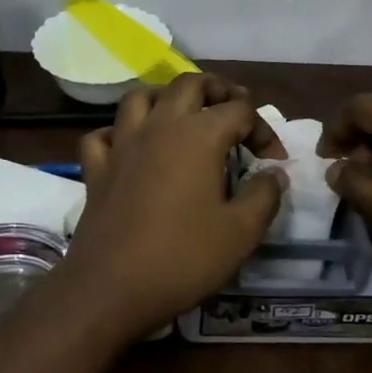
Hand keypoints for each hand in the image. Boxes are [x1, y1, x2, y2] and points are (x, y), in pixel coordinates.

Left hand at [60, 74, 287, 342]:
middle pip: (189, 84)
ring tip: (184, 116)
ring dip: (166, 98)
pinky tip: (132, 148)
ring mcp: (122, 144)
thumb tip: (274, 173)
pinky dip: (120, 132)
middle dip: (218, 90)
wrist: (111, 288)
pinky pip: (104, 135)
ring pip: (141, 97)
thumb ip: (264, 195)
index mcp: (199, 135)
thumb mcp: (241, 232)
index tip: (274, 161)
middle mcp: (159, 126)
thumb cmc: (184, 258)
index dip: (264, 130)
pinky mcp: (97, 169)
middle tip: (235, 111)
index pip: (240, 110)